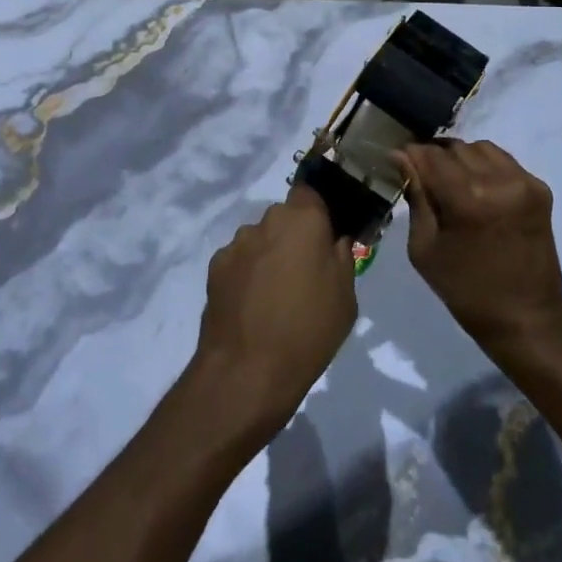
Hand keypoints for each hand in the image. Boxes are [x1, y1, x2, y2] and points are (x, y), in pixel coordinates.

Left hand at [192, 185, 355, 449]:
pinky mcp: (216, 266)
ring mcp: (237, 243)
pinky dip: (246, 274)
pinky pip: (239, 260)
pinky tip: (252, 305)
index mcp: (303, 220)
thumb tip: (335, 239)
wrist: (248, 369)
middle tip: (304, 272)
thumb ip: (341, 257)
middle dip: (293, 237)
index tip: (324, 236)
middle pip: (284, 218)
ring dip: (268, 255)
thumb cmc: (308, 329)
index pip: (309, 192)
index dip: (317, 211)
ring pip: (260, 239)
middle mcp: (267, 221)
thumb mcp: (346, 296)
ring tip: (275, 295)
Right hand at [398, 140, 561, 356]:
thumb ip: (415, 196)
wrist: (526, 319)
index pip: (429, 154)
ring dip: (460, 159)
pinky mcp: (540, 188)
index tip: (398, 164)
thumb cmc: (465, 290)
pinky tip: (478, 190)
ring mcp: (524, 182)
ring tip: (453, 184)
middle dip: (434, 158)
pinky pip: (503, 160)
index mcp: (467, 199)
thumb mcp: (424, 248)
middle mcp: (498, 181)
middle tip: (425, 180)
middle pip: (454, 147)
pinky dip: (485, 166)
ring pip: (479, 148)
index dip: (410, 156)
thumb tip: (399, 157)